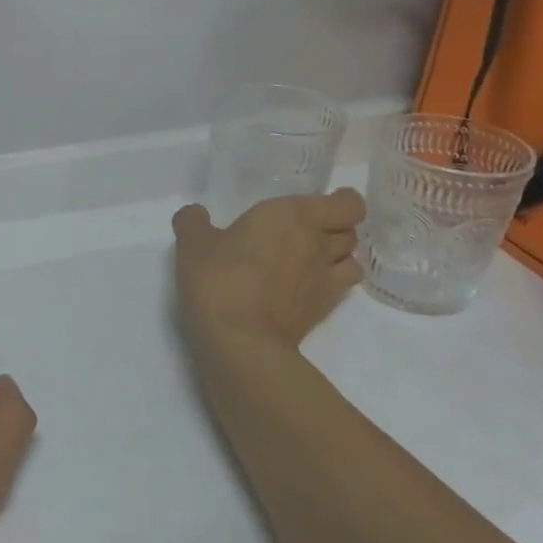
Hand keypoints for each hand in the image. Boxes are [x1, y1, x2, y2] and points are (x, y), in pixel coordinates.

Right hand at [172, 189, 365, 359]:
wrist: (240, 340)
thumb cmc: (220, 278)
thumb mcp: (193, 244)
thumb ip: (193, 222)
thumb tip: (195, 214)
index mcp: (295, 216)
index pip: (347, 204)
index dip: (340, 202)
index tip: (322, 204)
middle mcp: (318, 244)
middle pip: (350, 232)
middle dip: (334, 229)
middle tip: (304, 232)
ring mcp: (325, 281)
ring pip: (350, 261)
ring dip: (336, 258)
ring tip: (308, 261)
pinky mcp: (322, 313)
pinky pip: (338, 290)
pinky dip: (328, 286)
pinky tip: (302, 289)